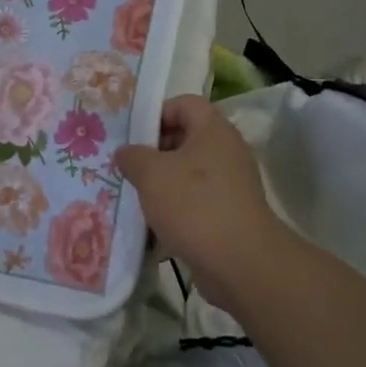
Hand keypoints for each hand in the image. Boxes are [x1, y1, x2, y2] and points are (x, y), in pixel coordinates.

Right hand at [115, 94, 285, 307]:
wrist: (240, 263)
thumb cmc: (194, 205)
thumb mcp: (151, 174)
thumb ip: (133, 156)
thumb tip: (126, 152)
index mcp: (213, 130)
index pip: (183, 103)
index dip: (156, 113)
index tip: (131, 136)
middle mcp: (226, 151)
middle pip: (184, 138)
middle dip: (152, 152)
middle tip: (126, 168)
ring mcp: (230, 184)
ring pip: (187, 174)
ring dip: (161, 184)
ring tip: (133, 197)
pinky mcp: (228, 214)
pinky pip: (195, 202)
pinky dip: (174, 210)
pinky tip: (151, 226)